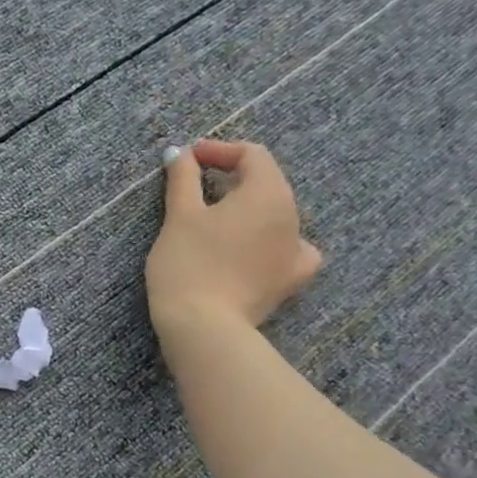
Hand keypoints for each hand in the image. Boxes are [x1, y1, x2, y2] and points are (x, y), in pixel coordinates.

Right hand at [145, 139, 322, 333]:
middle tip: (198, 183)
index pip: (252, 155)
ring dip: (249, 208)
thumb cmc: (188, 263)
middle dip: (234, 177)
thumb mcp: (179, 215)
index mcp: (268, 192)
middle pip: (267, 182)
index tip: (190, 158)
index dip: (220, 150)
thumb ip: (183, 178)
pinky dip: (273, 242)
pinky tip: (257, 250)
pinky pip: (291, 249)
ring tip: (218, 217)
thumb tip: (180, 152)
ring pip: (277, 214)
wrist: (203, 326)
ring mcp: (297, 249)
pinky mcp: (290, 280)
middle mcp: (292, 215)